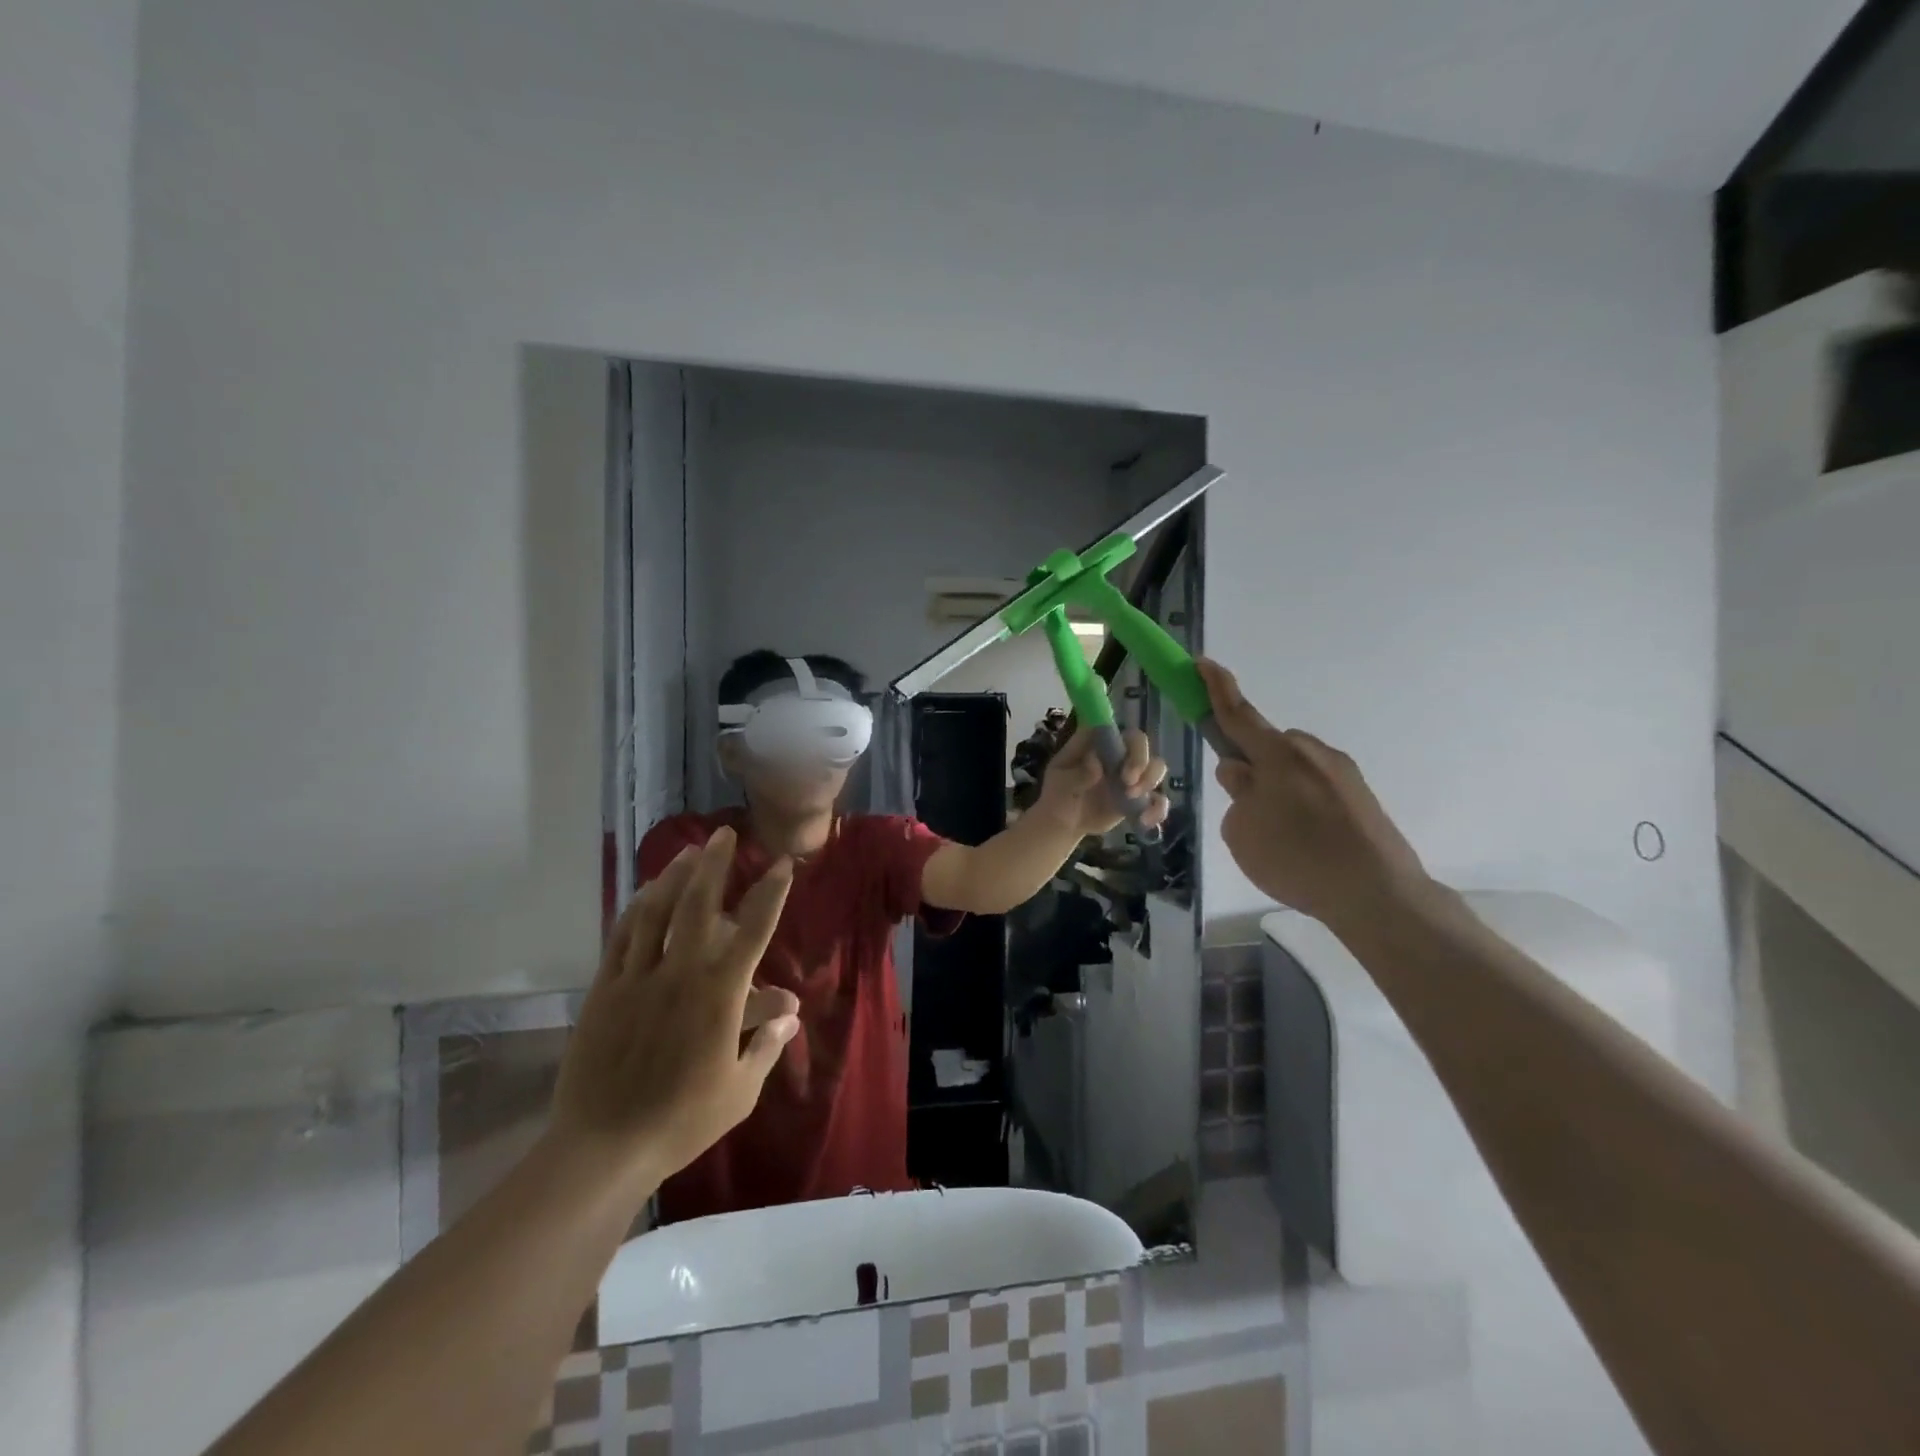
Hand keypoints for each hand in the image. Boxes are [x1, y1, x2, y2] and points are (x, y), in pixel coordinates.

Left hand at [550, 829, 798, 1187]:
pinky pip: (623, 937)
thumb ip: (767, 1043)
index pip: (753, 929)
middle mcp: (680, 973)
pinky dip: (637, 909)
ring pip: (657, 911)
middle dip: (715, 864)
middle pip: (698, 904)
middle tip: (724, 833)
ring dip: (674, 876)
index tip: (783, 864)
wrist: (604, 1147)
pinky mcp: (605, 990)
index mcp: (719, 994)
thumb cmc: (682, 1121)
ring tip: (688, 851)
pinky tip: (646, 894)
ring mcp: (637, 978)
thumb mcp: (740, 1089)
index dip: (771, 892)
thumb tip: (790, 1010)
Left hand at [1035, 726, 1170, 836]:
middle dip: (1141, 761)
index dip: (1125, 739)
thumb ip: (1077, 773)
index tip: (1121, 759)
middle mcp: (1118, 755)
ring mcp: (1130, 776)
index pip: (1118, 730)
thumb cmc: (1059, 794)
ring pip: (1156, 767)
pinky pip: (1158, 799)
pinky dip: (1158, 810)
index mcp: (1099, 744)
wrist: (1064, 822)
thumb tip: (1096, 764)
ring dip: (1150, 781)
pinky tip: (1144, 821)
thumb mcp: (1060, 782)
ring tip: (1131, 798)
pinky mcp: (1138, 798)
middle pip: (1141, 744)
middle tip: (1127, 782)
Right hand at [1198, 658, 1433, 929]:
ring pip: (1293, 768)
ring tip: (1282, 837)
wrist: (1379, 894)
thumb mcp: (1243, 832)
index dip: (1216, 688)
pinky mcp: (1361, 794)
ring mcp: (1342, 772)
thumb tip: (1242, 774)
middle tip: (1246, 806)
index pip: (1238, 714)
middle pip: (1269, 746)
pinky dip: (1303, 805)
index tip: (1203, 663)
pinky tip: (1309, 843)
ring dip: (1279, 788)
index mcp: (1278, 755)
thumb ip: (1237, 795)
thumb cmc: (1297, 860)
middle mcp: (1312, 752)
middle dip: (1252, 764)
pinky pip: (1316, 787)